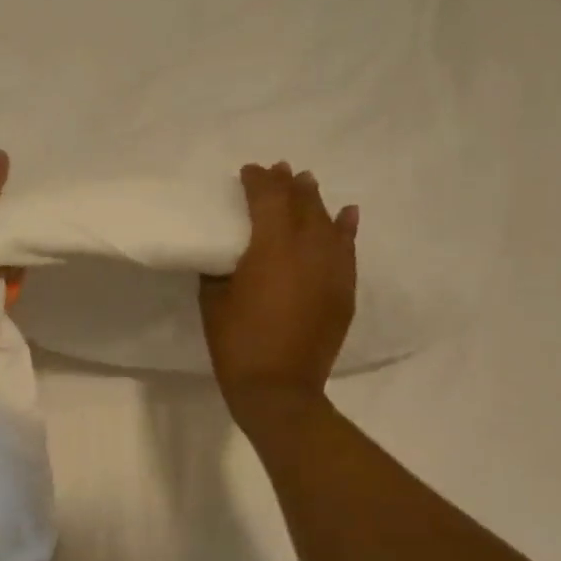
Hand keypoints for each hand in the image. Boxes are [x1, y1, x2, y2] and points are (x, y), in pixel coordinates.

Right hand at [200, 162, 358, 419]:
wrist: (279, 389)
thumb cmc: (237, 343)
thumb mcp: (213, 299)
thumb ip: (220, 267)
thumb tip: (227, 253)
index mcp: (271, 247)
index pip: (268, 198)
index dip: (258, 181)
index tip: (247, 171)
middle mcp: (308, 249)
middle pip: (301, 203)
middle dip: (288, 184)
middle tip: (279, 171)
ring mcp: (332, 269)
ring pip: (327, 221)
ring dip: (315, 200)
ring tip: (307, 183)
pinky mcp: (344, 289)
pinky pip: (347, 249)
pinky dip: (346, 229)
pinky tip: (347, 214)